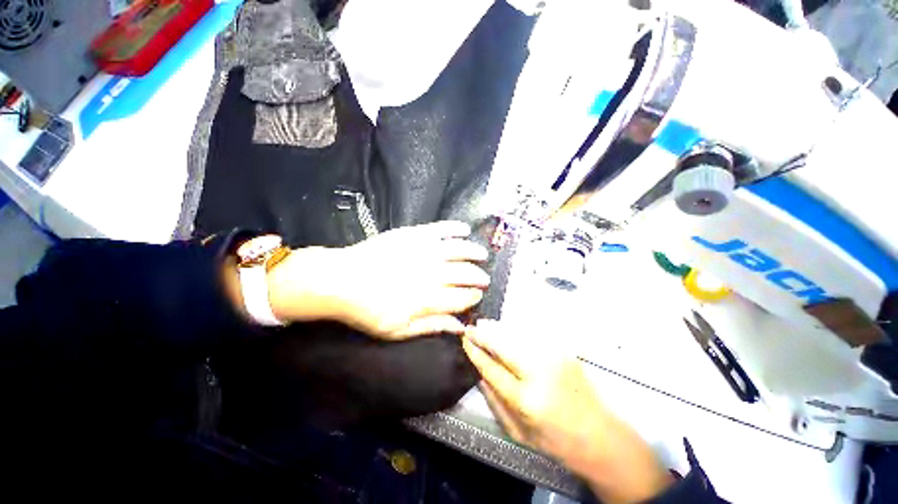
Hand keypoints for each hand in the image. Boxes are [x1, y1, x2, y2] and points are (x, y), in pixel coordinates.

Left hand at [268, 221, 489, 339]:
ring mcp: (423, 250)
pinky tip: (465, 229)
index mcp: (429, 299)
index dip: (474, 297)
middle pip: (465, 274)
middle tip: (484, 278)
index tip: (479, 296)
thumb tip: (460, 327)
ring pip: (459, 250)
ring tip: (482, 254)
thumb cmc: (367, 310)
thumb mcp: (398, 330)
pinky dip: (456, 228)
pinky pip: (441, 229)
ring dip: (474, 252)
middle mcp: (432, 273)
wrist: (340, 280)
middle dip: (479, 277)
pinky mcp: (413, 234)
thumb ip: (432, 326)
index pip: (462, 298)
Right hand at [462, 321, 672, 503]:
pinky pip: (533, 334)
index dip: (476, 352)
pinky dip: (516, 330)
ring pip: (518, 335)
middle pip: (504, 346)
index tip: (465, 340)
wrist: (601, 436)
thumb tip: (479, 373)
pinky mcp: (564, 351)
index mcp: (527, 400)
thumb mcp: (519, 433)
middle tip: (471, 327)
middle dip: (485, 334)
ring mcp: (555, 358)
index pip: (493, 368)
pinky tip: (507, 328)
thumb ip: (495, 402)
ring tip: (485, 324)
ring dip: (498, 328)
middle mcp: (541, 374)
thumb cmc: (556, 441)